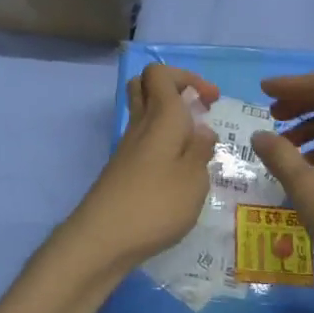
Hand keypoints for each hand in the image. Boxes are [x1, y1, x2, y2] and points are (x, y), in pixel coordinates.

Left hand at [59, 63, 219, 275]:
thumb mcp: (194, 179)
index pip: (160, 73)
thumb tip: (202, 129)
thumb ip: (201, 150)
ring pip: (143, 114)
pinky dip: (161, 145)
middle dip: (174, 90)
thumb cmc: (156, 204)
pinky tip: (177, 172)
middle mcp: (140, 125)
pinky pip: (143, 141)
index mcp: (161, 116)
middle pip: (145, 86)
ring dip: (169, 119)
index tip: (211, 100)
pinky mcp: (122, 170)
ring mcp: (127, 148)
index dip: (187, 78)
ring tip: (193, 146)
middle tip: (198, 112)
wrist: (102, 239)